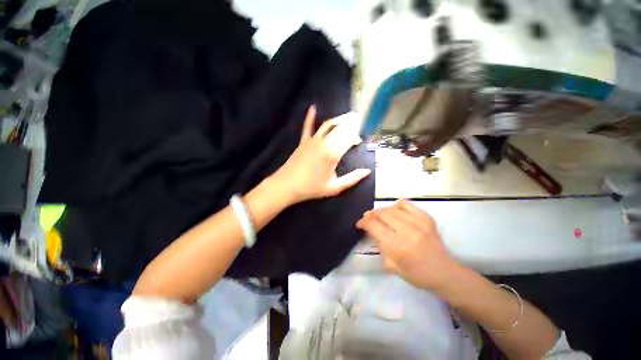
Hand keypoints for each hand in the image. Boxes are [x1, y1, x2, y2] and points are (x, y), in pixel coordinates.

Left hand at [271, 105, 370, 204]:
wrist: (287, 185)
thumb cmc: (312, 188)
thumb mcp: (334, 187)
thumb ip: (352, 179)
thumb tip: (367, 171)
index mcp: (333, 154)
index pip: (349, 139)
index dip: (356, 137)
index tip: (359, 141)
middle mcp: (325, 143)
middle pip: (341, 129)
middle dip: (351, 125)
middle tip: (358, 123)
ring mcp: (313, 140)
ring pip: (328, 125)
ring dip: (339, 119)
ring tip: (347, 117)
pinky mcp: (303, 141)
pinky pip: (307, 126)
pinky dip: (310, 117)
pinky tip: (313, 107)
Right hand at [356, 200, 459, 290]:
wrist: (444, 272)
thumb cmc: (416, 274)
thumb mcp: (391, 266)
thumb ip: (380, 246)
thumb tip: (372, 230)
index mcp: (398, 246)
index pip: (374, 226)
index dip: (363, 222)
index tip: (360, 224)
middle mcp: (408, 231)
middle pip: (382, 213)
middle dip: (371, 214)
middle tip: (368, 218)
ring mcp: (419, 223)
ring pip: (392, 208)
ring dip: (382, 210)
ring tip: (379, 215)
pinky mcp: (427, 218)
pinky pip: (407, 205)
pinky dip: (397, 206)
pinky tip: (395, 211)